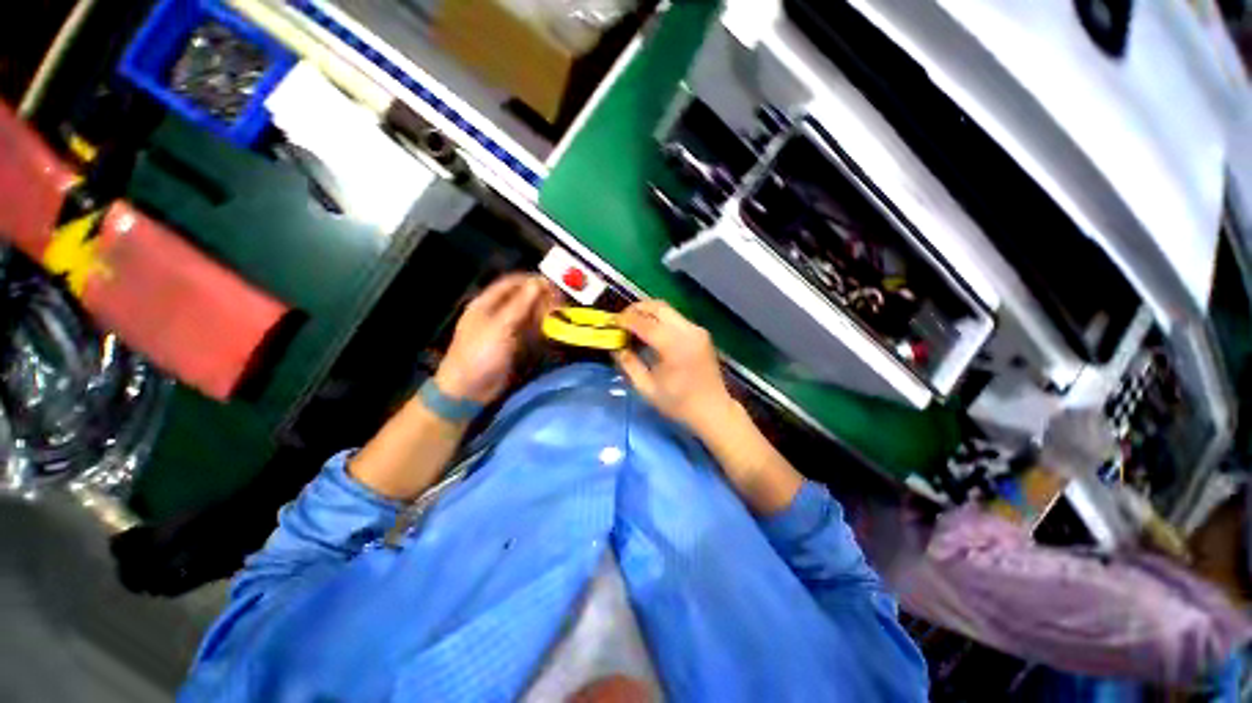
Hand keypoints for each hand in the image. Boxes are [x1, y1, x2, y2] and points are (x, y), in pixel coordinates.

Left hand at [435, 274, 556, 403]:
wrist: (468, 390)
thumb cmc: (480, 354)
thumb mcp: (500, 327)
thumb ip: (520, 304)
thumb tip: (538, 283)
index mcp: (486, 303)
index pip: (511, 283)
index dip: (531, 281)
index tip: (553, 283)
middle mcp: (496, 312)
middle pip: (521, 297)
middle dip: (541, 296)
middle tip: (561, 300)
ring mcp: (505, 329)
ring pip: (527, 313)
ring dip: (543, 311)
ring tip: (560, 312)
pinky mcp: (512, 344)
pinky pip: (529, 329)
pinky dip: (541, 325)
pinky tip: (552, 326)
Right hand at [614, 300, 735, 434]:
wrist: (713, 410)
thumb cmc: (679, 404)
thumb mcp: (647, 388)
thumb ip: (629, 365)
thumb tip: (615, 348)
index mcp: (674, 345)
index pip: (644, 323)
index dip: (625, 320)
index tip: (611, 322)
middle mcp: (687, 331)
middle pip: (658, 306)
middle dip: (636, 309)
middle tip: (621, 319)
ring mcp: (697, 330)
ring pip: (668, 310)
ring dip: (648, 312)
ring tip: (633, 324)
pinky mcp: (701, 333)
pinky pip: (676, 318)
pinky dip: (660, 319)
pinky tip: (651, 332)